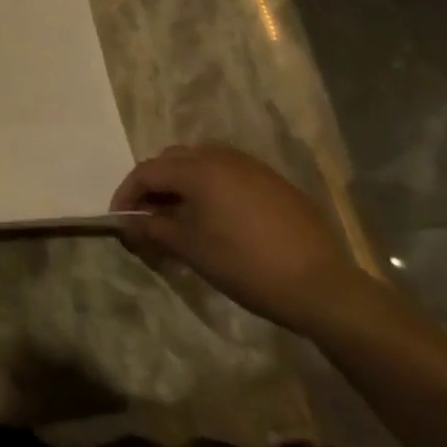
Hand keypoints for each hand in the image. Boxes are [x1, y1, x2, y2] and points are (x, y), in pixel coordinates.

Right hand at [110, 144, 377, 336]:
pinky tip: (220, 218)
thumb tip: (126, 223)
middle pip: (173, 161)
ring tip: (182, 216)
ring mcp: (253, 168)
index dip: (127, 195)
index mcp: (197, 168)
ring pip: (203, 163)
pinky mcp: (277, 184)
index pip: (147, 172)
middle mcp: (222, 157)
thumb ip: (152, 228)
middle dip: (154, 186)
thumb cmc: (247, 265)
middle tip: (148, 216)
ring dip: (184, 184)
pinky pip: (232, 175)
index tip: (120, 220)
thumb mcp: (191, 249)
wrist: (325, 289)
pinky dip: (214, 189)